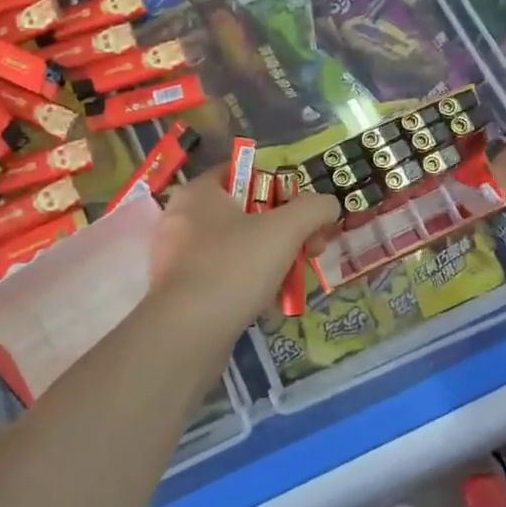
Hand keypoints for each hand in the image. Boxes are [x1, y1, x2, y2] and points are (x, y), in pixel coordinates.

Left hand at [149, 170, 340, 334]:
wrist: (187, 334)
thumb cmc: (234, 267)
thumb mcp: (285, 230)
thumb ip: (313, 209)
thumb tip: (329, 204)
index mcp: (198, 192)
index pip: (242, 172)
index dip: (279, 185)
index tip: (304, 211)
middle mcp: (181, 218)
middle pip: (244, 212)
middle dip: (283, 230)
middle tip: (311, 249)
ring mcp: (176, 257)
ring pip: (235, 247)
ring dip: (270, 260)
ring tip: (294, 280)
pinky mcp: (178, 291)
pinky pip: (222, 276)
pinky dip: (247, 284)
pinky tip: (269, 303)